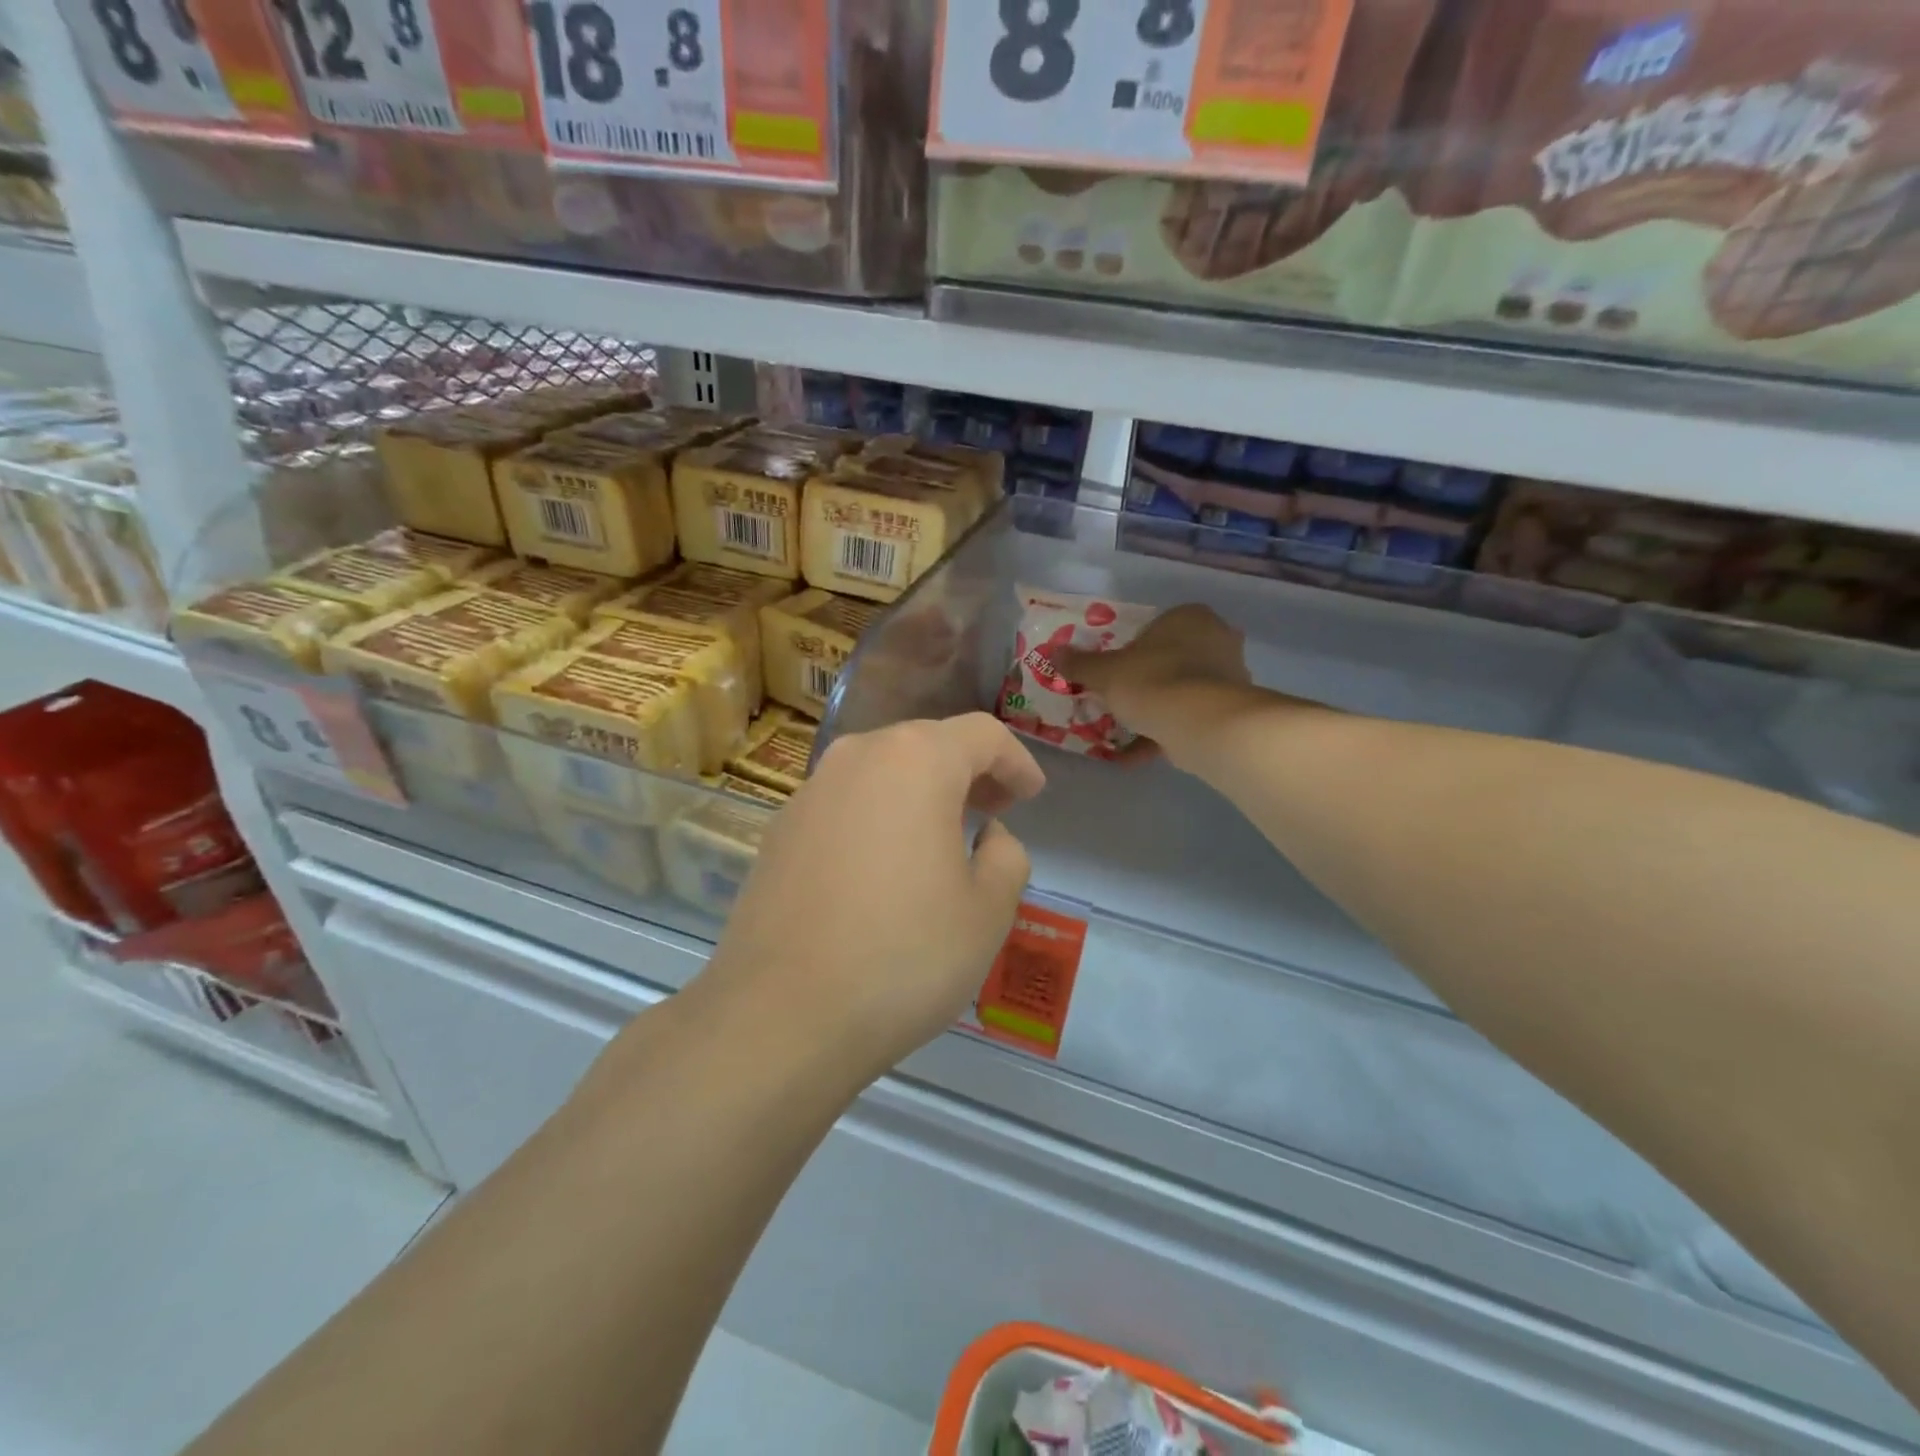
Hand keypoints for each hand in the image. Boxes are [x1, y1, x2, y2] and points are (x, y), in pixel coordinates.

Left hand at [698, 714, 1045, 1083]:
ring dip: (920, 792)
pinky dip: (877, 816)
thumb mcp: (988, 911)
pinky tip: (884, 867)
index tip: (1031, 796)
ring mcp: (810, 791)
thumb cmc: (903, 956)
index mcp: (916, 761)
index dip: (1016, 761)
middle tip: (994, 812)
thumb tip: (987, 835)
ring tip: (941, 837)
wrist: (780, 1015)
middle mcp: (857, 757)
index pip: (982, 735)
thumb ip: (1005, 855)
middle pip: (927, 744)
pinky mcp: (779, 830)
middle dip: (968, 772)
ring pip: (881, 771)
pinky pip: (845, 803)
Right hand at [1054, 604, 1251, 754]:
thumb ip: (1080, 663)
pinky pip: (1189, 717)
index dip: (1130, 649)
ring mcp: (1229, 676)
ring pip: (1181, 690)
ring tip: (1125, 730)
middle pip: (1170, 658)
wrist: (1201, 725)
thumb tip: (1054, 652)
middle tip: (1119, 698)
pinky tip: (1136, 755)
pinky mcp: (1230, 710)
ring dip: (1155, 709)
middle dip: (1145, 680)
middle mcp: (1216, 639)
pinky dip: (1164, 733)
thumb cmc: (1152, 682)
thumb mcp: (1105, 672)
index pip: (1154, 627)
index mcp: (1189, 616)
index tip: (1113, 672)